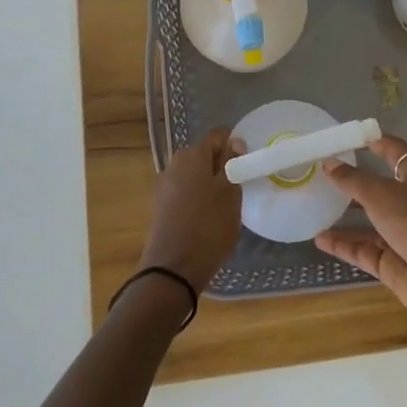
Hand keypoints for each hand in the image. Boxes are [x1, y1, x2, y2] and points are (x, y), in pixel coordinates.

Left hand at [140, 128, 243, 289]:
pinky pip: (184, 193)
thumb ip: (233, 163)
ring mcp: (164, 186)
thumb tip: (234, 142)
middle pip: (204, 155)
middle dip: (221, 166)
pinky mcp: (160, 207)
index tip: (246, 165)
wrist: (173, 269)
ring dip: (209, 184)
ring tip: (225, 207)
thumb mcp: (230, 193)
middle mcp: (174, 164)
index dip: (235, 145)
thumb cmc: (208, 226)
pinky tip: (207, 219)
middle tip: (238, 188)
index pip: (217, 136)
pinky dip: (197, 199)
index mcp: (192, 154)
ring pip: (194, 175)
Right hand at [314, 134, 406, 330]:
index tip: (349, 138)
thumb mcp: (381, 195)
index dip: (376, 142)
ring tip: (315, 209)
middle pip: (379, 189)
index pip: (395, 152)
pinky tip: (319, 240)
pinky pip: (365, 251)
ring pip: (369, 223)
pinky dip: (344, 245)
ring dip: (345, 218)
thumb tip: (329, 163)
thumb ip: (353, 180)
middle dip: (353, 184)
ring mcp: (403, 236)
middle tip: (321, 177)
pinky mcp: (395, 265)